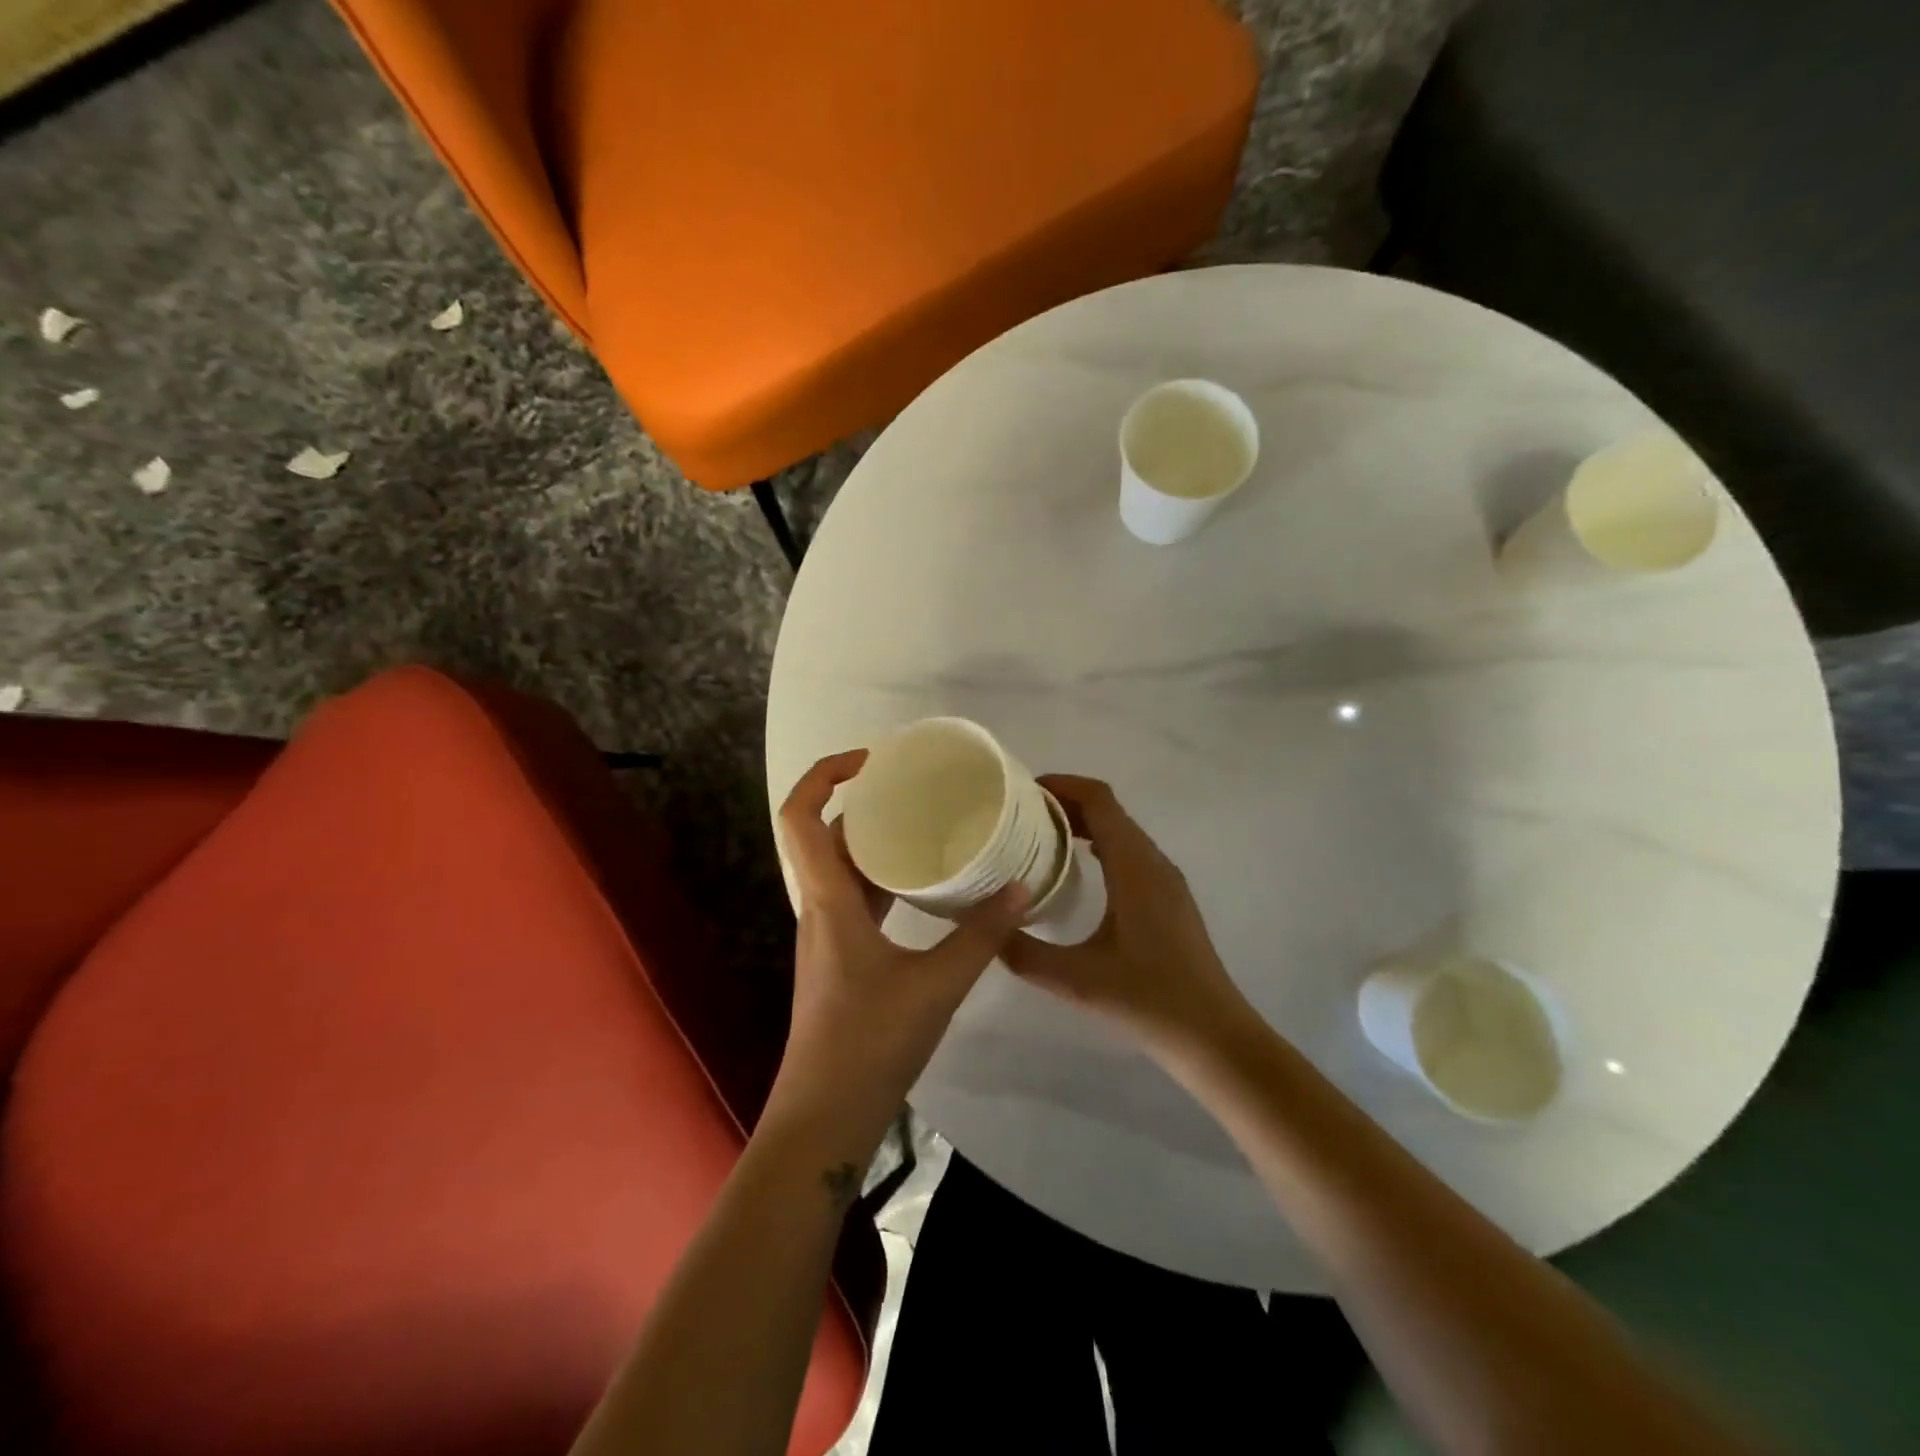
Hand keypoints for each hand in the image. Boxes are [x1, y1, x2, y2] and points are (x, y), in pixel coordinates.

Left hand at [768, 750, 1028, 1155]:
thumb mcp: (937, 985)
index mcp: (828, 900)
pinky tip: (925, 882)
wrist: (826, 1115)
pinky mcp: (844, 955)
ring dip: (875, 839)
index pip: (800, 816)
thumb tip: (1024, 887)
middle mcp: (821, 906)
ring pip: (844, 866)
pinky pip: (859, 896)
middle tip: (913, 785)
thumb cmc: (870, 1044)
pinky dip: (886, 876)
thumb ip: (982, 935)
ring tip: (926, 821)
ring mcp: (829, 932)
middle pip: (824, 834)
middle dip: (861, 800)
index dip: (824, 774)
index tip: (871, 759)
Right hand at [1001, 775, 1251, 1058]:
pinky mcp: (1169, 899)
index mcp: (1135, 867)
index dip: (1062, 785)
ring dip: (1083, 824)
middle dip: (1065, 803)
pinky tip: (1074, 872)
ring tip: (1038, 838)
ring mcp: (1166, 880)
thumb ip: (1023, 953)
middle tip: (1018, 816)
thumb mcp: (1075, 979)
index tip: (1022, 791)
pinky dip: (1100, 845)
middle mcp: (1154, 862)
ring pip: (1122, 831)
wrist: (1214, 1036)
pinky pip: (1130, 853)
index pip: (1099, 800)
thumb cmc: (1148, 1000)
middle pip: (1109, 810)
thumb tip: (982, 928)